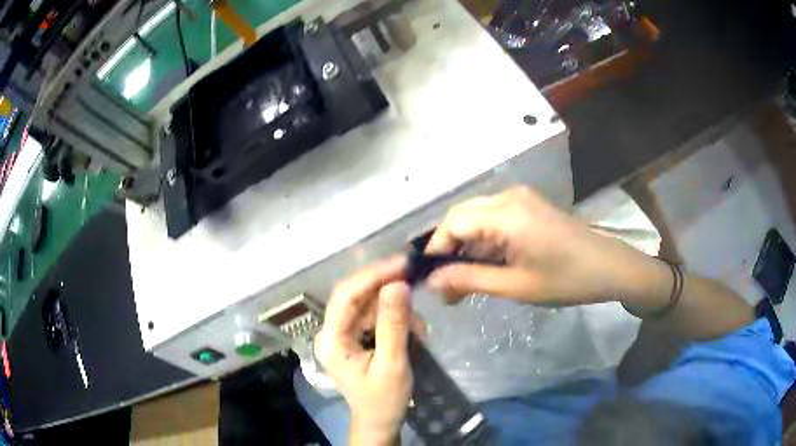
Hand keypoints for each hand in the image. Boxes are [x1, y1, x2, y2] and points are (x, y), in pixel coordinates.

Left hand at [314, 257, 412, 444]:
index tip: (402, 264)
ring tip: (418, 330)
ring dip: (396, 309)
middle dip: (386, 287)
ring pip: (369, 304)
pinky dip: (396, 319)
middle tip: (415, 279)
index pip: (345, 296)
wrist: (380, 420)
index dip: (373, 275)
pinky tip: (413, 333)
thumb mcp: (393, 364)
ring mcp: (343, 333)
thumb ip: (393, 324)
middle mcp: (331, 331)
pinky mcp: (355, 336)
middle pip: (356, 295)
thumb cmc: (384, 399)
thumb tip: (398, 284)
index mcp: (332, 340)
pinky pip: (375, 316)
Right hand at [425, 186, 668, 306]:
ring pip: (476, 219)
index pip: (452, 223)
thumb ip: (470, 279)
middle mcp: (508, 197)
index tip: (430, 280)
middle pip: (461, 218)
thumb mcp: (516, 286)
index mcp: (505, 213)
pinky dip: (483, 244)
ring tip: (462, 285)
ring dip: (466, 250)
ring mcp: (520, 199)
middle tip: (446, 289)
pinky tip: (485, 269)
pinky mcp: (528, 207)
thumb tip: (431, 281)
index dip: (436, 250)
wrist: (609, 267)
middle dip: (449, 251)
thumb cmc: (566, 279)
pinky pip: (493, 220)